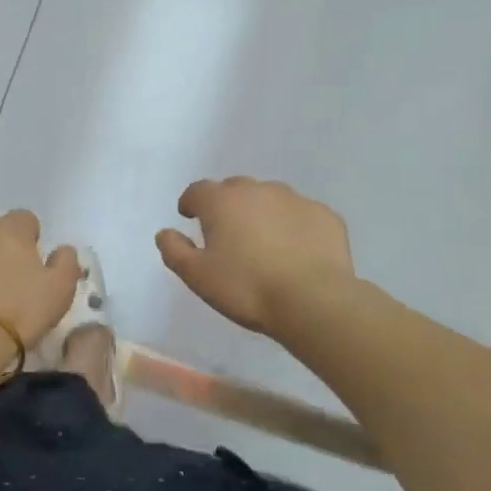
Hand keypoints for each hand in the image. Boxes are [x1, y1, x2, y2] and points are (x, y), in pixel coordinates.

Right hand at [157, 177, 352, 334]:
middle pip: (235, 189)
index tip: (190, 217)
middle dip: (227, 205)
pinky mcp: (325, 216)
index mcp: (222, 202)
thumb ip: (175, 251)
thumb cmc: (246, 288)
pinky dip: (293, 226)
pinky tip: (295, 251)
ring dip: (261, 212)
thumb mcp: (197, 276)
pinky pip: (301, 215)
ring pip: (270, 198)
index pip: (198, 190)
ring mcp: (295, 200)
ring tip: (263, 242)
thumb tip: (165, 233)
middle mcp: (258, 190)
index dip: (191, 203)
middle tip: (227, 233)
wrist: (313, 300)